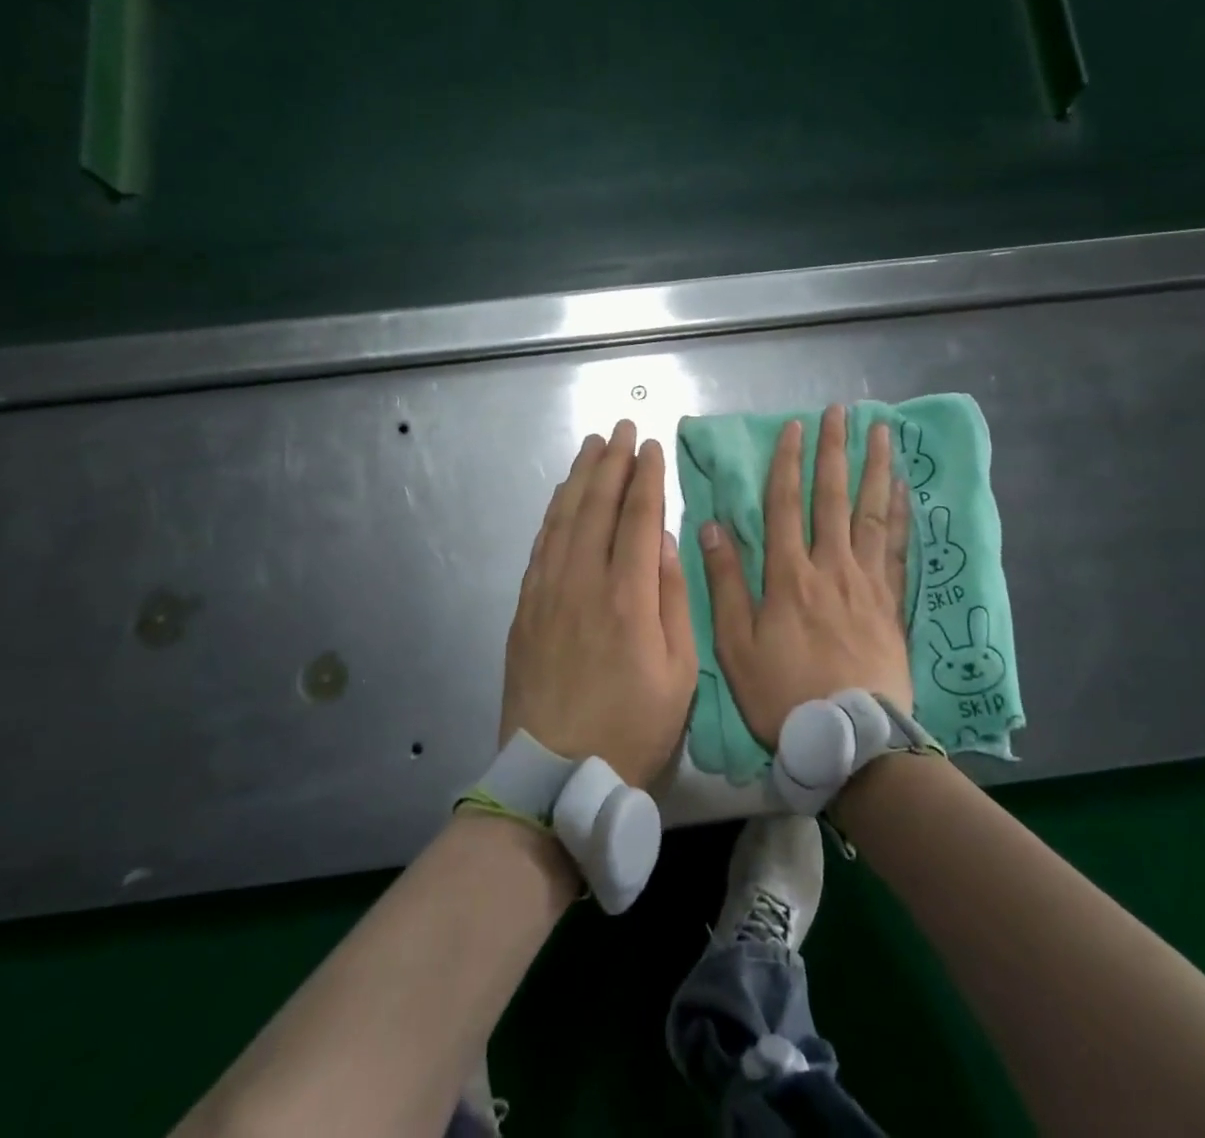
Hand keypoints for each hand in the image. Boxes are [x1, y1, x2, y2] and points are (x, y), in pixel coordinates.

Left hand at [502, 420, 698, 787]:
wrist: (556, 776)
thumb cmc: (633, 728)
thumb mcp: (680, 673)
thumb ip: (674, 600)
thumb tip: (664, 541)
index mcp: (628, 598)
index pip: (638, 518)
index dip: (646, 478)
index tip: (651, 447)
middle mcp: (583, 583)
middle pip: (596, 507)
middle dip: (612, 462)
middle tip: (621, 428)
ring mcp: (547, 593)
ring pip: (564, 519)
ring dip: (579, 477)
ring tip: (592, 446)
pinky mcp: (525, 608)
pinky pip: (541, 546)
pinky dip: (553, 513)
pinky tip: (562, 497)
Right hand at [698, 405, 912, 747]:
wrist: (850, 738)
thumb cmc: (783, 692)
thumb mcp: (736, 644)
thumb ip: (726, 583)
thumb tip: (711, 526)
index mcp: (789, 575)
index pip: (786, 505)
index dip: (789, 463)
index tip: (795, 428)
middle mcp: (831, 566)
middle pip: (833, 497)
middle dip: (835, 451)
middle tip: (842, 412)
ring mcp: (867, 582)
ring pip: (871, 513)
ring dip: (875, 469)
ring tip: (882, 433)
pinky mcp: (892, 602)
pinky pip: (898, 548)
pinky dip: (902, 514)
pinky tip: (905, 490)